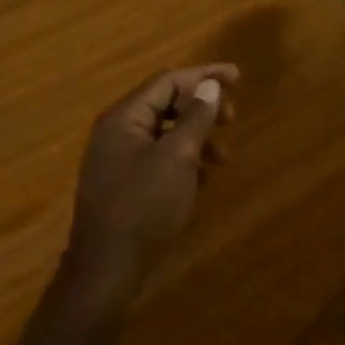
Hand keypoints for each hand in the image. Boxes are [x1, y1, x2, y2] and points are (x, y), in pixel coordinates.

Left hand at [63, 64, 237, 306]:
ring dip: (197, 137)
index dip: (204, 75)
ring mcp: (118, 158)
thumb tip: (210, 86)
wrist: (106, 268)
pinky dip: (184, 159)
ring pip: (165, 132)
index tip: (237, 77)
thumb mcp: (178, 156)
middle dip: (202, 107)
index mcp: (124, 117)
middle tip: (232, 117)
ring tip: (224, 158)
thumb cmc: (144, 205)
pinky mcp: (124, 183)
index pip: (168, 81)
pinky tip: (204, 177)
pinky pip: (159, 157)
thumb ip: (196, 117)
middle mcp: (117, 131)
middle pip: (166, 103)